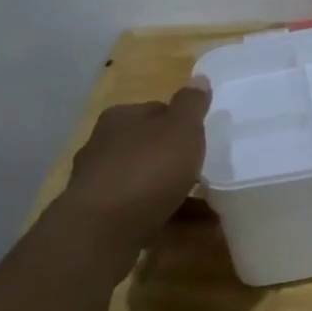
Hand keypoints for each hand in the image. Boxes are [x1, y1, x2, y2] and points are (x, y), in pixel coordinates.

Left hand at [61, 77, 212, 237]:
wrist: (101, 231)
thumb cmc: (146, 169)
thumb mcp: (180, 129)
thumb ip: (192, 105)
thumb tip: (199, 78)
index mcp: (120, 119)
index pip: (157, 110)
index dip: (182, 123)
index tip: (203, 139)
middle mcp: (105, 147)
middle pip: (150, 147)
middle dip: (177, 160)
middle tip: (208, 171)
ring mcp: (101, 185)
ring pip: (148, 182)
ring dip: (176, 192)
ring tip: (210, 205)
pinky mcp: (103, 219)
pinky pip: (145, 212)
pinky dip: (170, 217)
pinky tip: (197, 229)